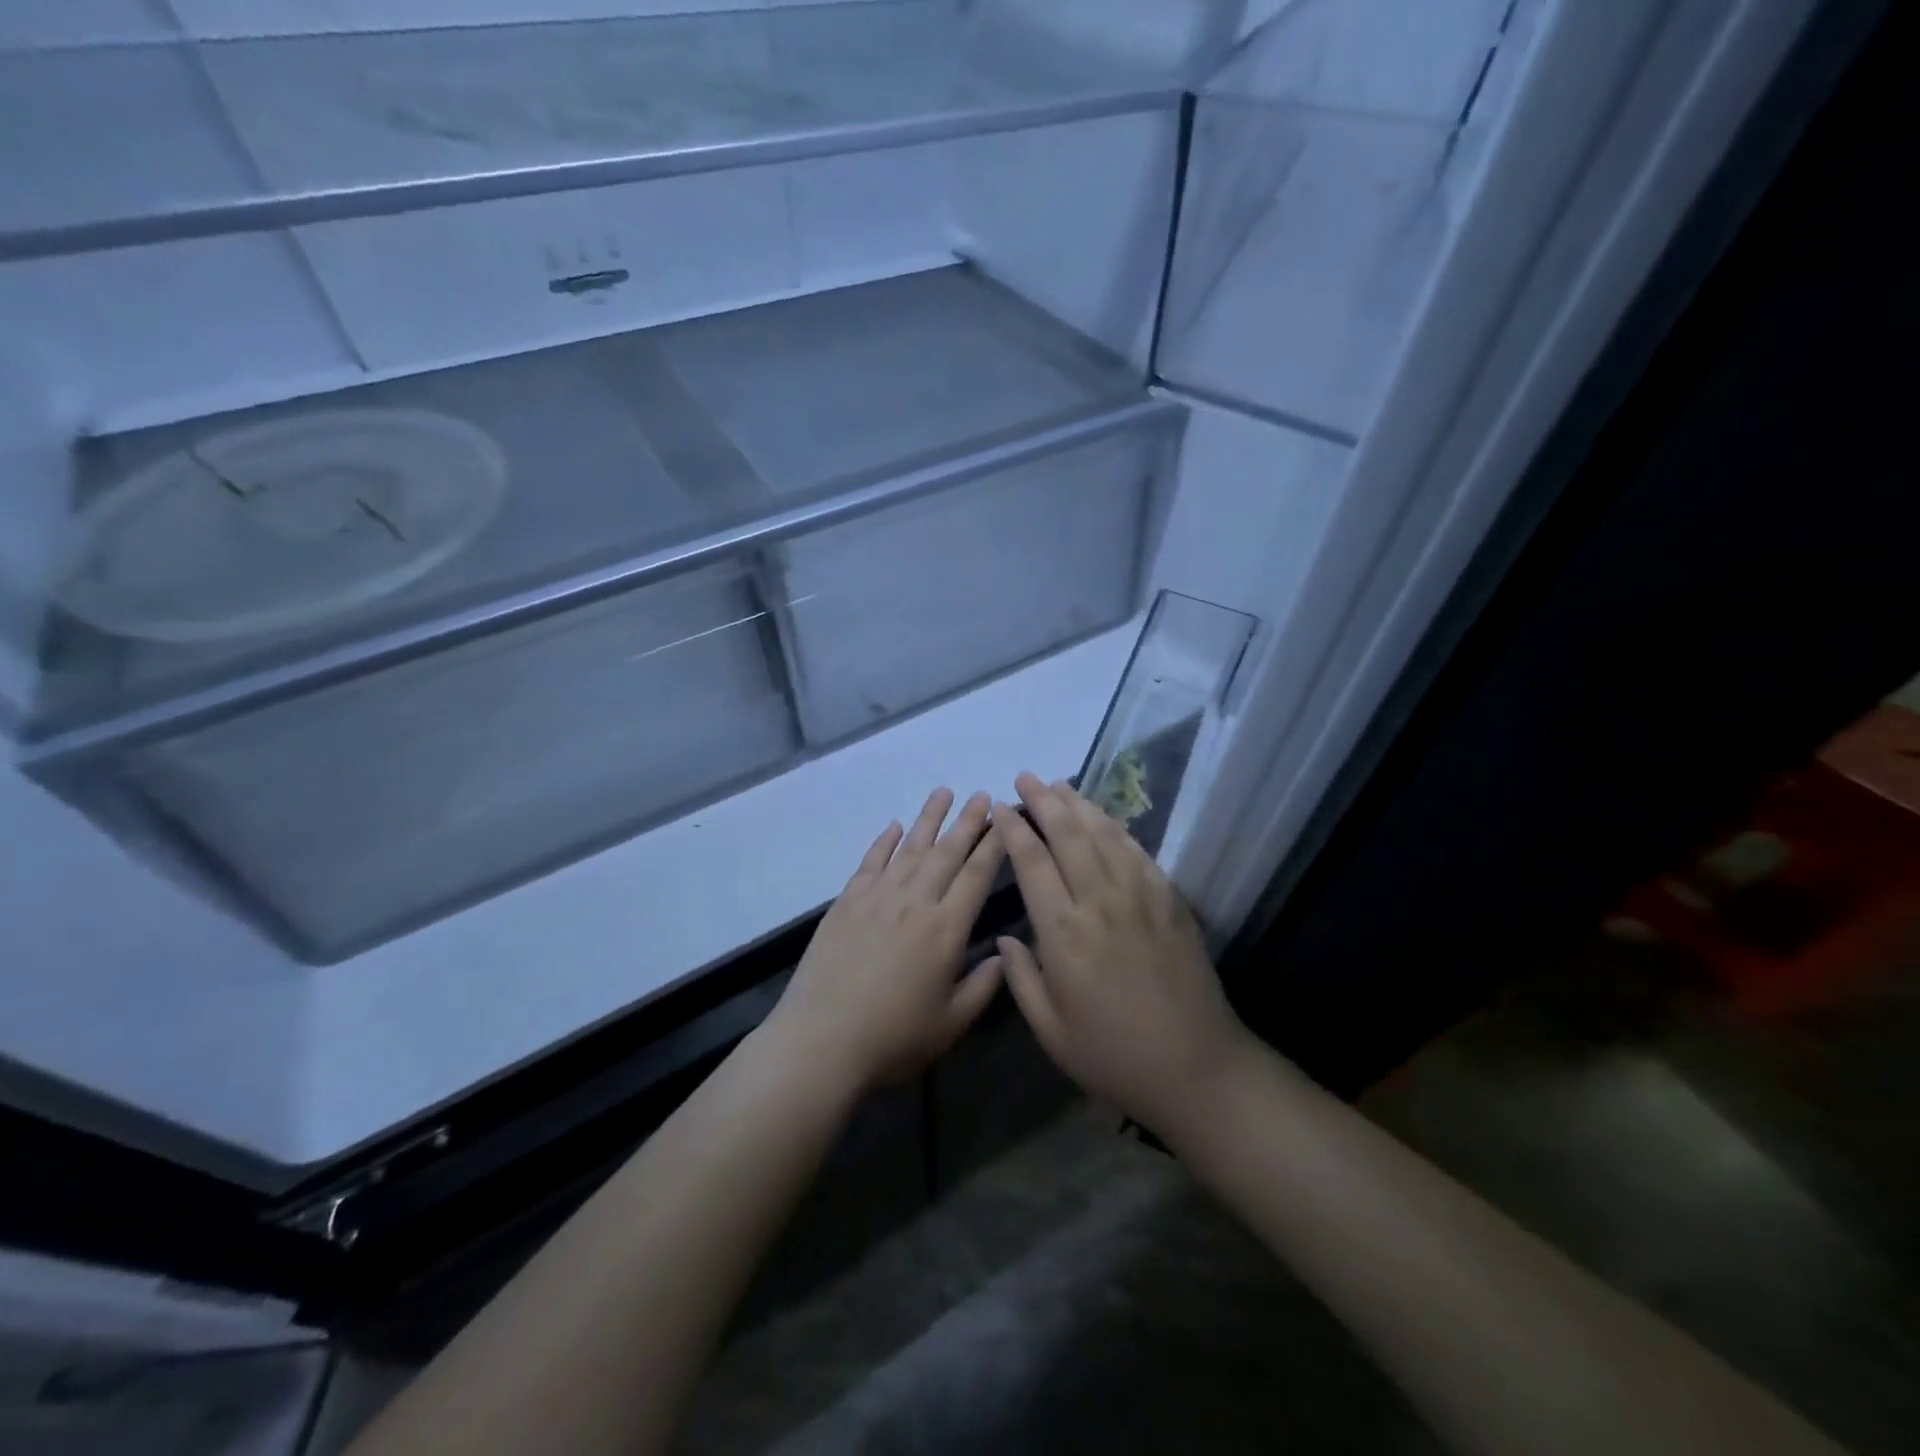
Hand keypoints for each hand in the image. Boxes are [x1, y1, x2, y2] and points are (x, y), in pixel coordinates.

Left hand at [766, 789, 1005, 1096]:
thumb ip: (984, 985)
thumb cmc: (894, 1038)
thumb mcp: (952, 1023)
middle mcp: (914, 902)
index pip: (977, 875)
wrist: (821, 1040)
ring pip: (910, 848)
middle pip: (947, 852)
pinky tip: (894, 826)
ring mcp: (877, 898)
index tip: (1005, 818)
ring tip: (944, 792)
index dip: (994, 844)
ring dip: (929, 818)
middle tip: (983, 794)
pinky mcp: (846, 902)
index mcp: (946, 929)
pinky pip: (871, 862)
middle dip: (968, 821)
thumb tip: (1004, 954)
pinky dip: (884, 841)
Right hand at [995, 772, 1255, 1137]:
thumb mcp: (1051, 1030)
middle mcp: (1101, 902)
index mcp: (1064, 933)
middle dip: (1044, 800)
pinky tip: (1104, 819)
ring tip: (1060, 785)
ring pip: (1104, 834)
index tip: (1001, 808)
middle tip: (1027, 778)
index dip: (1014, 829)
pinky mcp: (1170, 901)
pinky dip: (1116, 828)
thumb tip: (1003, 938)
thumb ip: (1021, 979)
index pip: (1032, 863)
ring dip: (1079, 805)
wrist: (1196, 1067)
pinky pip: (1137, 852)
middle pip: (1069, 835)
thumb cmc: (1113, 1055)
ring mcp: (1141, 897)